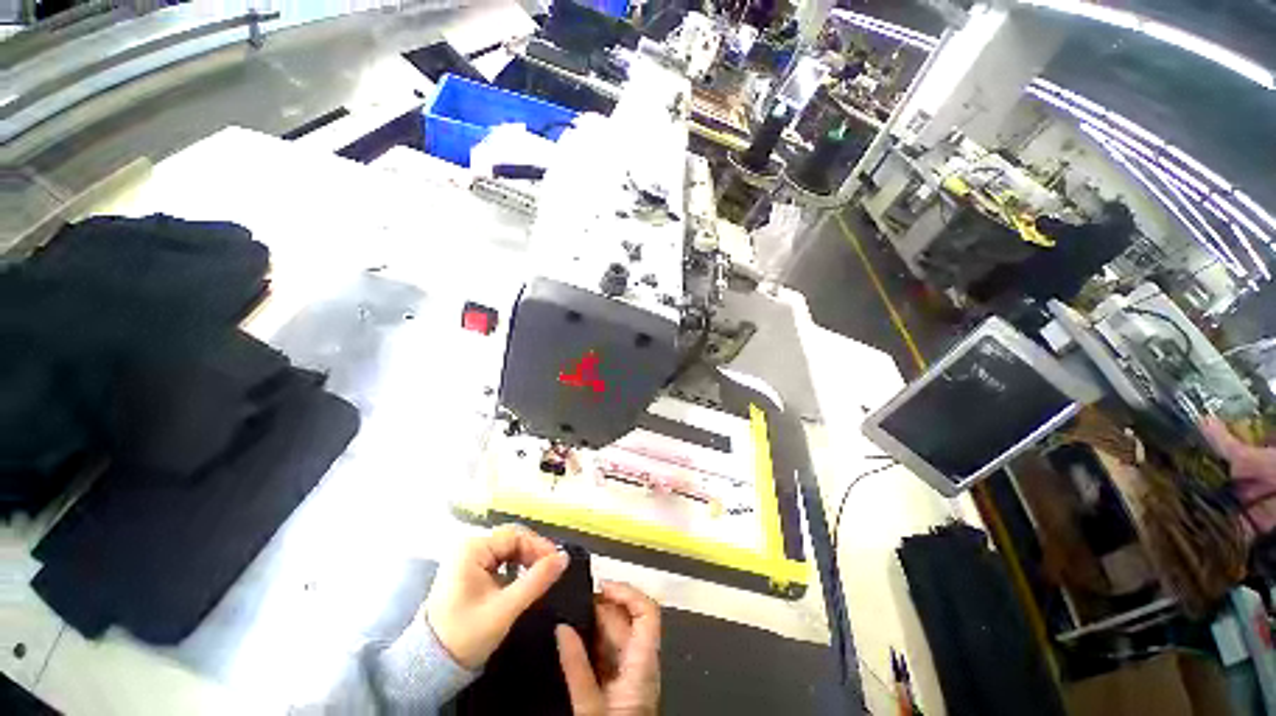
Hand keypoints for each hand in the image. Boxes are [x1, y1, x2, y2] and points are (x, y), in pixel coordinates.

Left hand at [426, 524, 568, 669]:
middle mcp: (468, 547)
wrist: (429, 666)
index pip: (515, 536)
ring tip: (540, 576)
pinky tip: (523, 581)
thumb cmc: (465, 634)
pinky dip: (514, 568)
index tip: (557, 562)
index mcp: (472, 549)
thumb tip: (564, 557)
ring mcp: (467, 559)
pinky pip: (498, 561)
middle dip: (533, 553)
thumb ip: (536, 581)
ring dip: (525, 560)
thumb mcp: (505, 608)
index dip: (539, 546)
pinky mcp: (468, 572)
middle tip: (551, 569)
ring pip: (507, 550)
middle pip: (511, 540)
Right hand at [556, 581, 660, 715]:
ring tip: (569, 617)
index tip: (601, 586)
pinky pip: (609, 654)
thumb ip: (576, 667)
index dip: (627, 592)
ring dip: (596, 623)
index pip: (647, 611)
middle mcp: (643, 664)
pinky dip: (593, 642)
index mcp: (644, 662)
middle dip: (602, 606)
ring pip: (617, 636)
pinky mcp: (621, 687)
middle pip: (628, 620)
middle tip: (574, 603)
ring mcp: (632, 675)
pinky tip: (573, 643)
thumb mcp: (590, 706)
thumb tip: (562, 627)